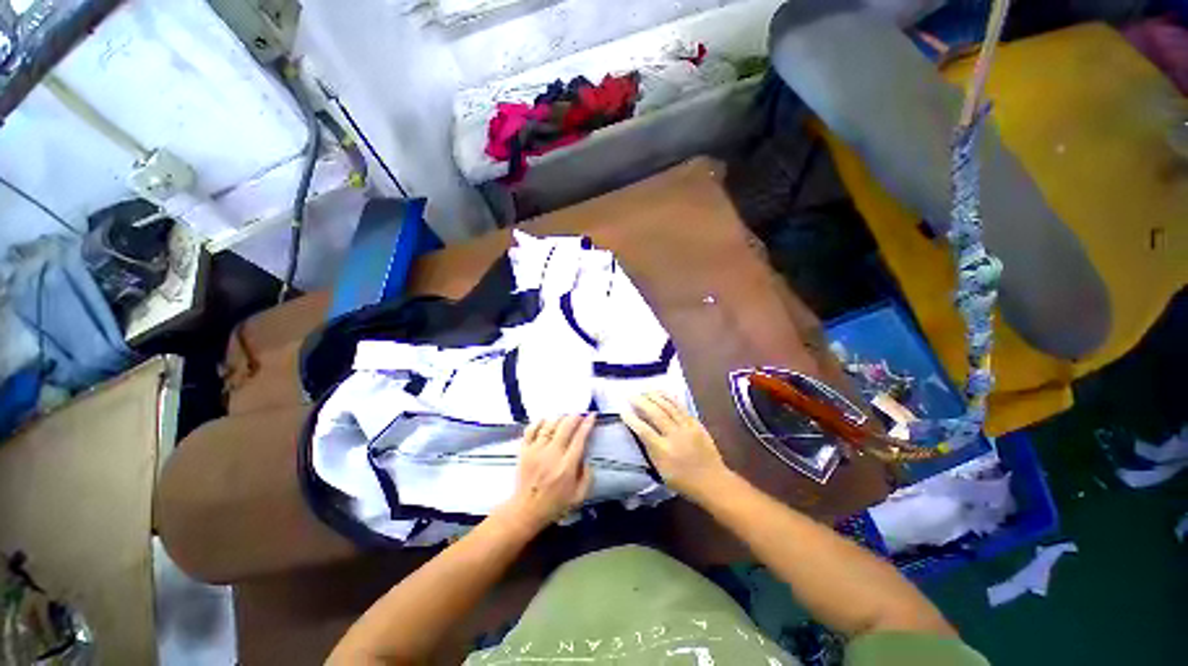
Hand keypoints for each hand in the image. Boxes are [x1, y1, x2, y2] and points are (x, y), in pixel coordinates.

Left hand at [496, 414, 594, 534]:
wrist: (526, 510)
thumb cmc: (555, 504)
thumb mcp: (579, 497)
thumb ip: (588, 477)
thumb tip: (588, 459)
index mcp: (567, 467)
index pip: (579, 438)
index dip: (587, 424)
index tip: (592, 416)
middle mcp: (552, 455)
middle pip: (565, 427)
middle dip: (575, 417)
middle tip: (580, 414)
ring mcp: (536, 451)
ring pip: (549, 426)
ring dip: (559, 418)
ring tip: (565, 417)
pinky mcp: (524, 451)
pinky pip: (531, 430)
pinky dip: (538, 422)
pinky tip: (545, 420)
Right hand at [622, 392, 730, 500]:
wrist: (712, 481)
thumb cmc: (683, 480)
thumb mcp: (661, 471)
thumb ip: (650, 449)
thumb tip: (640, 431)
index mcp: (663, 451)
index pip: (644, 430)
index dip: (632, 419)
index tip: (622, 411)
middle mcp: (674, 436)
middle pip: (655, 413)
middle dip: (641, 402)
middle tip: (631, 395)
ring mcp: (687, 427)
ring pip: (668, 406)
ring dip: (655, 396)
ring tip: (645, 391)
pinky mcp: (696, 423)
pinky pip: (680, 407)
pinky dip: (670, 398)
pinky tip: (662, 393)